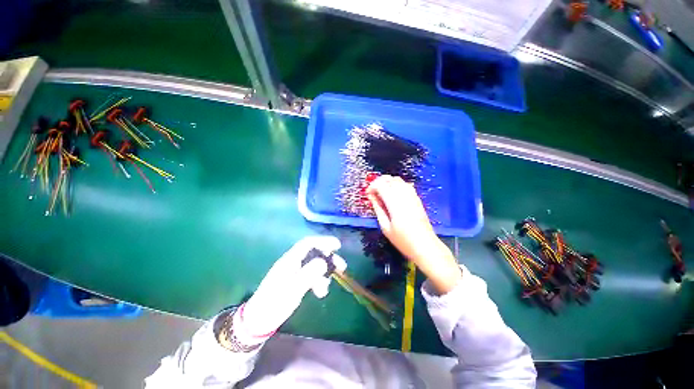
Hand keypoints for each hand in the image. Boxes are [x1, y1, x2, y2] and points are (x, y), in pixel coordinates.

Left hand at [235, 236, 345, 342]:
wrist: (260, 321)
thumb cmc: (274, 303)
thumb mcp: (293, 289)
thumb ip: (308, 274)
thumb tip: (324, 262)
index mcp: (290, 260)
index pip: (308, 243)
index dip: (323, 241)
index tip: (338, 245)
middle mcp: (293, 262)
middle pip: (314, 254)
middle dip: (329, 259)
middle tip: (342, 267)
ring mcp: (295, 272)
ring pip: (314, 266)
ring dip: (324, 274)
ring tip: (326, 289)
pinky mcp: (296, 281)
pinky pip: (311, 276)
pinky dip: (318, 282)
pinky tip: (320, 293)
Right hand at [367, 175, 460, 293]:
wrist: (425, 245)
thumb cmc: (403, 240)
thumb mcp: (386, 228)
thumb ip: (378, 209)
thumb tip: (372, 197)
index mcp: (395, 204)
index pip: (381, 186)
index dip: (372, 186)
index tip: (368, 193)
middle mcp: (404, 196)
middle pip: (390, 179)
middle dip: (379, 181)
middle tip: (373, 191)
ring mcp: (412, 196)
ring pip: (398, 180)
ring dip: (388, 182)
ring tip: (382, 191)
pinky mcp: (417, 198)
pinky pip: (406, 185)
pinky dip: (397, 185)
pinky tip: (394, 193)